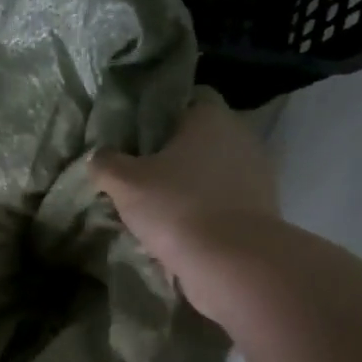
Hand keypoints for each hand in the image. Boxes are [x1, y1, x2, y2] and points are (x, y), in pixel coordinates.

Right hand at [90, 92, 277, 325]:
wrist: (233, 264)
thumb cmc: (177, 207)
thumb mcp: (125, 183)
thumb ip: (106, 163)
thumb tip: (99, 156)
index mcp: (211, 117)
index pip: (188, 98)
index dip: (160, 113)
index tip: (137, 135)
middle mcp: (240, 136)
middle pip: (200, 137)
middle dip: (173, 153)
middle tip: (140, 172)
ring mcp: (257, 174)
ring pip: (213, 171)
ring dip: (189, 184)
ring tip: (157, 205)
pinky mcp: (262, 209)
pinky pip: (224, 200)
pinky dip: (204, 210)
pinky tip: (180, 228)